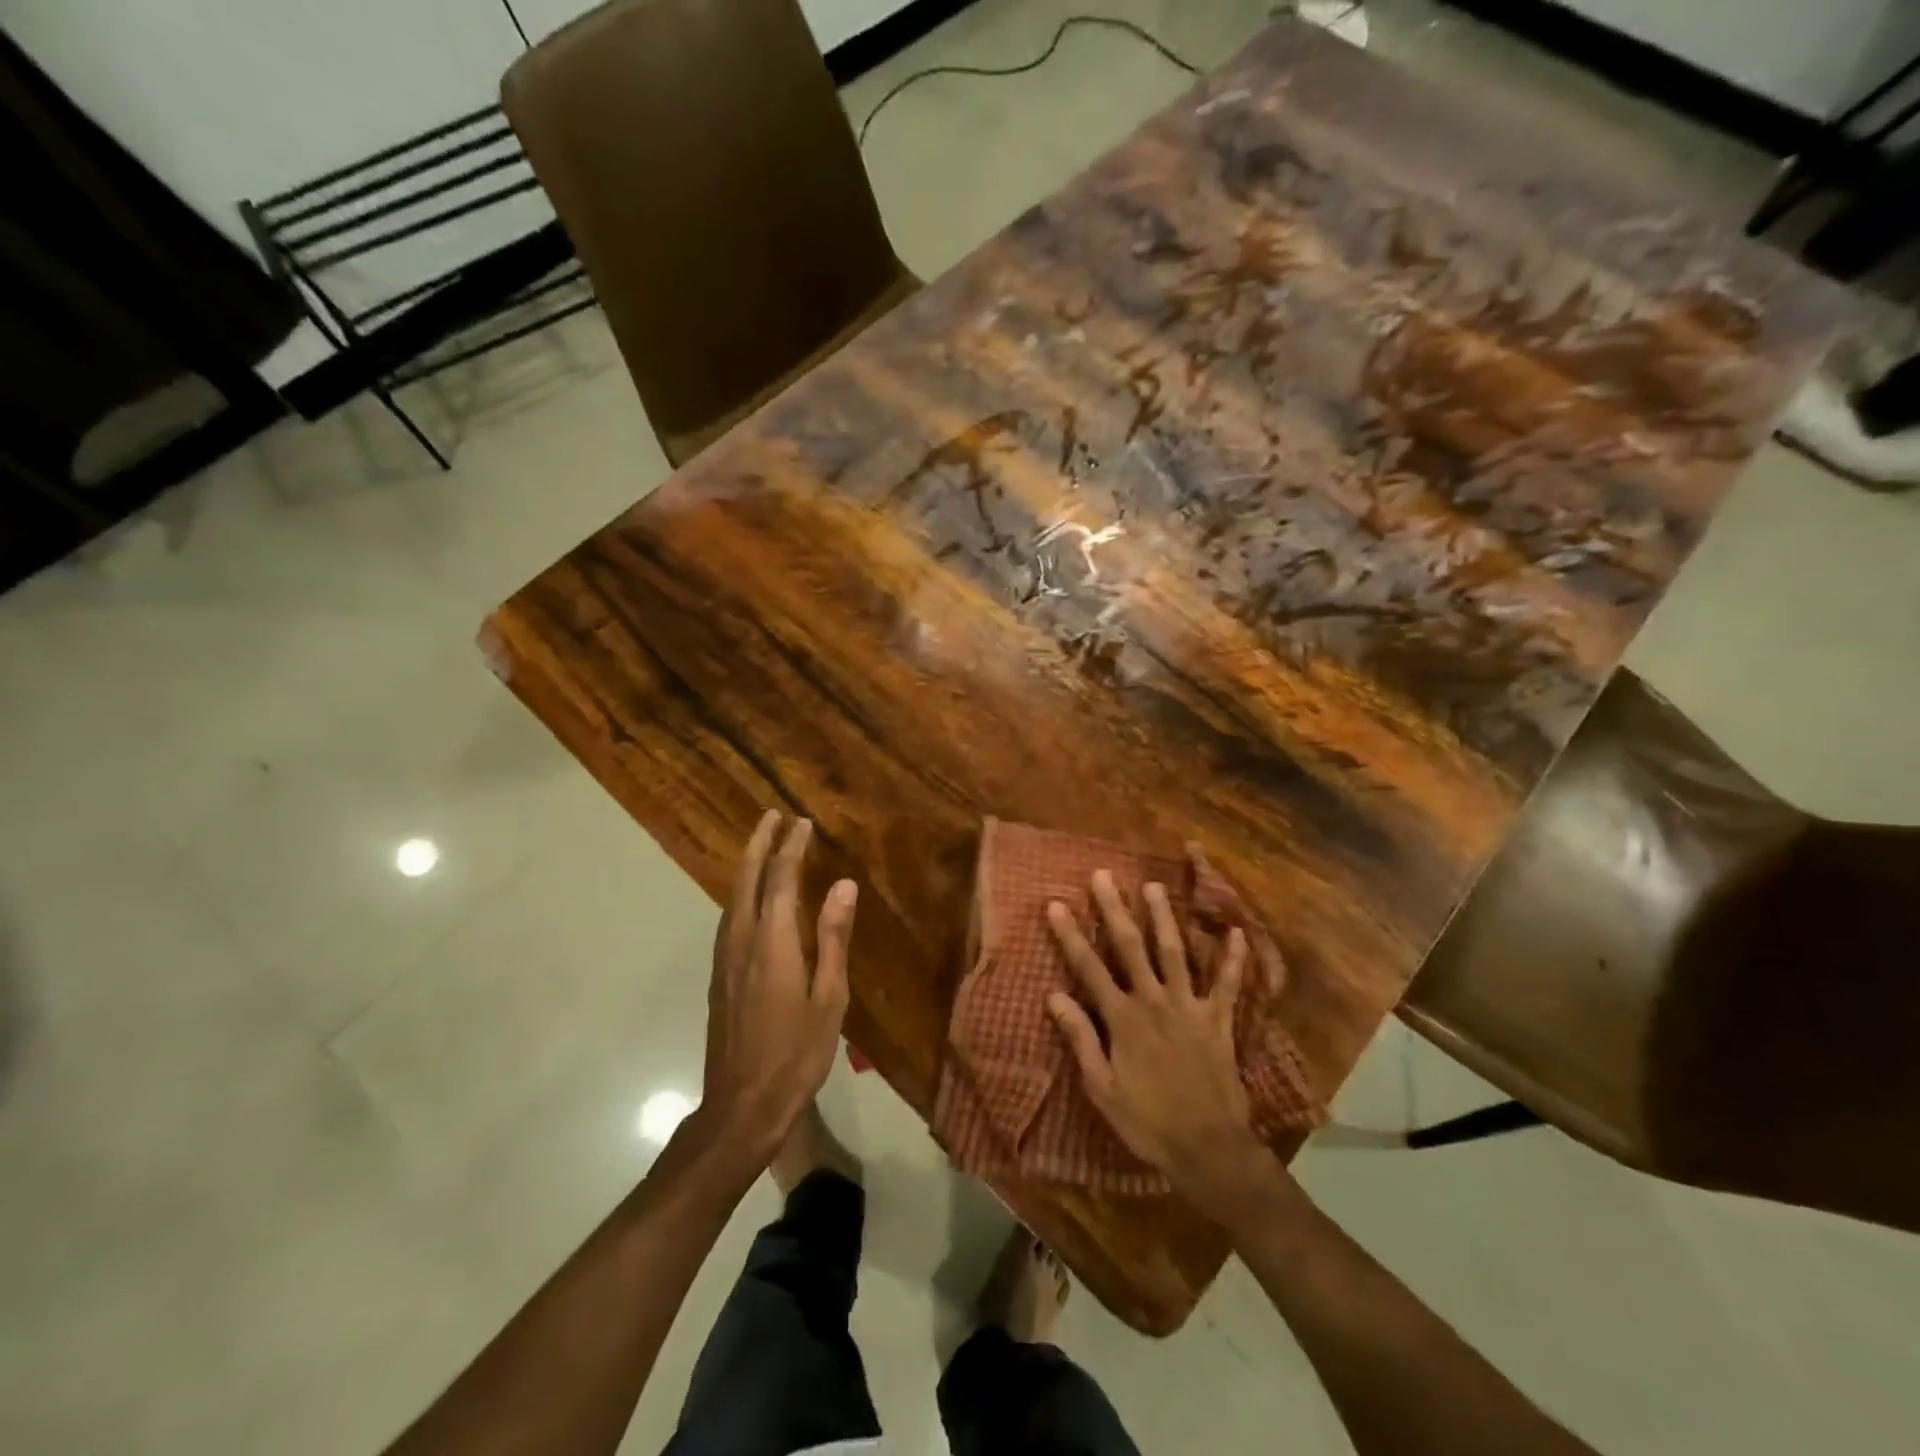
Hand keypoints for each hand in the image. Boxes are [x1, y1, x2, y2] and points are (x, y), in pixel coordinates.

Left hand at [702, 811, 855, 1159]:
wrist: (742, 1104)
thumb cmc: (797, 1053)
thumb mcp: (829, 997)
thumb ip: (833, 937)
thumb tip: (843, 885)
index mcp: (772, 942)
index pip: (780, 880)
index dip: (791, 848)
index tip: (802, 822)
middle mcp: (742, 940)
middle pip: (746, 879)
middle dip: (759, 844)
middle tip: (772, 816)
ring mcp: (725, 958)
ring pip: (733, 897)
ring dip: (748, 864)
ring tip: (763, 845)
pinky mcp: (720, 975)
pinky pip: (730, 916)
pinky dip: (742, 891)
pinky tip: (750, 897)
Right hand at [1046, 872, 1269, 1209]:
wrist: (1208, 1148)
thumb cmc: (1148, 1121)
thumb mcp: (1102, 1088)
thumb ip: (1081, 1039)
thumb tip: (1054, 996)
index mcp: (1123, 1019)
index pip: (1090, 968)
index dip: (1071, 935)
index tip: (1056, 904)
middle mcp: (1155, 1002)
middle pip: (1131, 947)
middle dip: (1114, 910)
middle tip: (1103, 875)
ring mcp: (1190, 1008)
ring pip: (1175, 953)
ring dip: (1164, 918)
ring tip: (1154, 886)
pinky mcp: (1219, 1021)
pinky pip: (1227, 985)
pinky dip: (1233, 960)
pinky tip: (1237, 934)